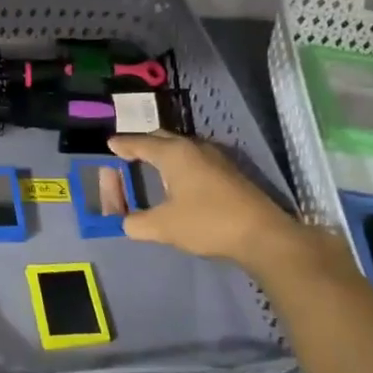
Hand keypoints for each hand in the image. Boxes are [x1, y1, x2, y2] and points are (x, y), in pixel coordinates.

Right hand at [106, 131, 320, 278]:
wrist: (262, 235)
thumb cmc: (207, 223)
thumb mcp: (163, 227)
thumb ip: (137, 223)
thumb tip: (126, 222)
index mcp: (174, 154)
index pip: (140, 143)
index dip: (123, 145)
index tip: (110, 144)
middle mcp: (194, 148)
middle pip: (162, 138)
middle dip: (143, 143)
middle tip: (128, 152)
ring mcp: (215, 158)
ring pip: (181, 147)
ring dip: (163, 152)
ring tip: (151, 164)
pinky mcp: (229, 171)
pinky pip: (194, 157)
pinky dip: (179, 162)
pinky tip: (179, 179)